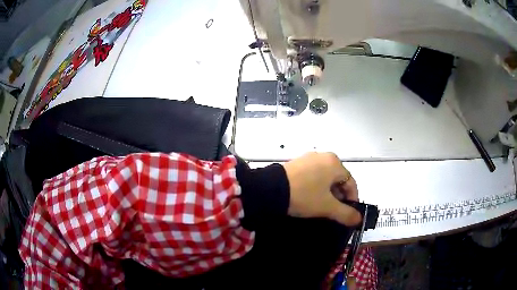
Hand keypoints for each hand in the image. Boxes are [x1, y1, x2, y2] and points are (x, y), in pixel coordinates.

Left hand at [282, 152, 360, 225]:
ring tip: (322, 207)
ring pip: (325, 178)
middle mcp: (323, 156)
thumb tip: (359, 219)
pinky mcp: (296, 163)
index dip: (353, 200)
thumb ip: (346, 214)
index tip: (349, 213)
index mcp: (334, 163)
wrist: (270, 190)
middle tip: (335, 211)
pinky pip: (313, 176)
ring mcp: (308, 158)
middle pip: (338, 179)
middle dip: (340, 196)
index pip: (351, 182)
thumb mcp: (327, 207)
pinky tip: (310, 198)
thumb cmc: (304, 195)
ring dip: (327, 193)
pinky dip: (316, 187)